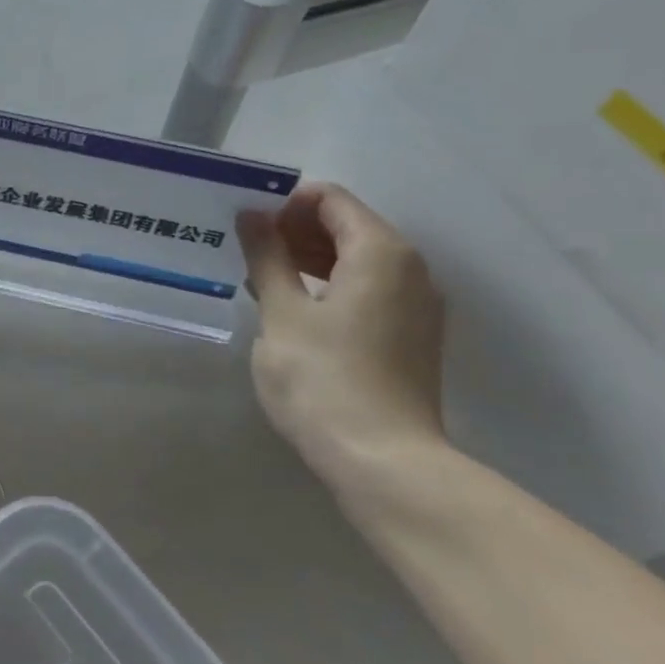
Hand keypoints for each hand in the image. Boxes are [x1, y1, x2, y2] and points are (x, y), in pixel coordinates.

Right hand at [237, 183, 446, 487]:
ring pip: (358, 259)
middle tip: (248, 252)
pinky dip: (331, 285)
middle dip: (295, 229)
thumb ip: (267, 256)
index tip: (247, 226)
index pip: (330, 199)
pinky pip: (369, 289)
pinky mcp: (412, 336)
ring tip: (262, 278)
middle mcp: (410, 269)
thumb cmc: (324, 379)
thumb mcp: (282, 313)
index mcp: (381, 252)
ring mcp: (417, 306)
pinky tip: (293, 308)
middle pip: (348, 225)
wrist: (384, 464)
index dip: (285, 203)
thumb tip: (253, 216)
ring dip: (309, 258)